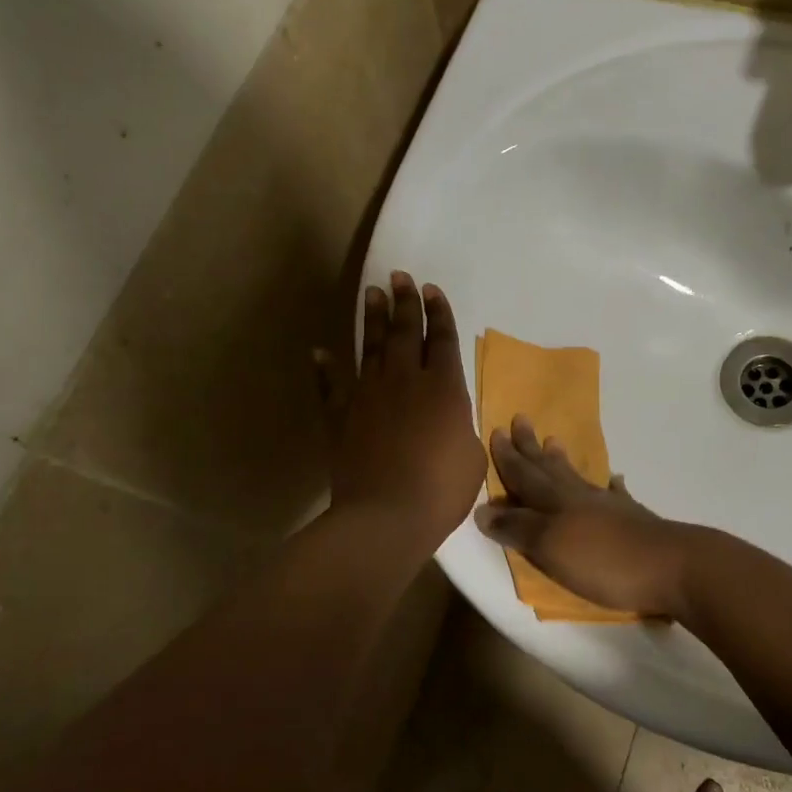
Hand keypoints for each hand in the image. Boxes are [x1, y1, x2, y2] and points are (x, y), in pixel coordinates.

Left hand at [329, 272, 486, 548]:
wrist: (386, 515)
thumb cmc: (441, 490)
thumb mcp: (471, 456)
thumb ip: (461, 426)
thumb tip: (452, 417)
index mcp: (444, 388)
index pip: (442, 339)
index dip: (438, 313)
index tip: (432, 289)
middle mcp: (405, 381)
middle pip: (405, 332)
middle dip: (405, 302)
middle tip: (400, 276)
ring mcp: (368, 395)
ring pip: (371, 347)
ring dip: (373, 319)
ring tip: (372, 292)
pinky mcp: (340, 416)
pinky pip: (330, 385)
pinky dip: (324, 368)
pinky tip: (319, 351)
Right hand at [474, 415, 695, 618]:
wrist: (672, 567)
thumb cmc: (604, 560)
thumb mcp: (550, 546)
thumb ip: (518, 527)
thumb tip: (483, 507)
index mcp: (556, 503)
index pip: (524, 476)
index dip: (508, 458)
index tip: (497, 430)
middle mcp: (580, 498)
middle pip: (549, 470)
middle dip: (530, 448)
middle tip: (521, 419)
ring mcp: (610, 507)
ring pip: (578, 478)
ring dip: (562, 462)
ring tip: (555, 442)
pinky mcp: (634, 522)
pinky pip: (616, 495)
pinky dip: (611, 486)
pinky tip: (614, 479)